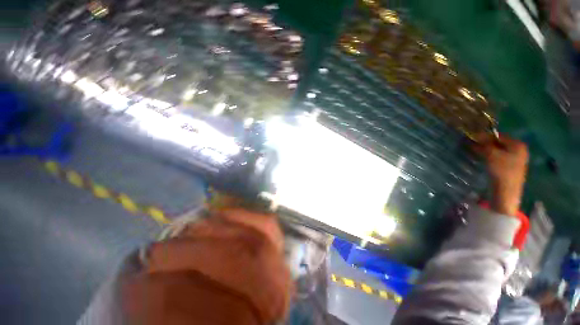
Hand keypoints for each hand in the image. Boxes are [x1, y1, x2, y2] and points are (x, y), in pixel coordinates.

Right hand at [473, 134, 528, 216]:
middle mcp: (519, 149)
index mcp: (518, 144)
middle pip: (498, 143)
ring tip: (475, 152)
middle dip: (485, 144)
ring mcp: (516, 158)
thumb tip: (473, 136)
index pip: (498, 135)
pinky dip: (489, 156)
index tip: (471, 139)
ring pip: (497, 150)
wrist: (506, 192)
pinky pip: (498, 157)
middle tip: (472, 146)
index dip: (484, 136)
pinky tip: (482, 159)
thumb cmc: (501, 171)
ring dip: (486, 150)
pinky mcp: (510, 166)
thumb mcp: (490, 155)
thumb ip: (483, 144)